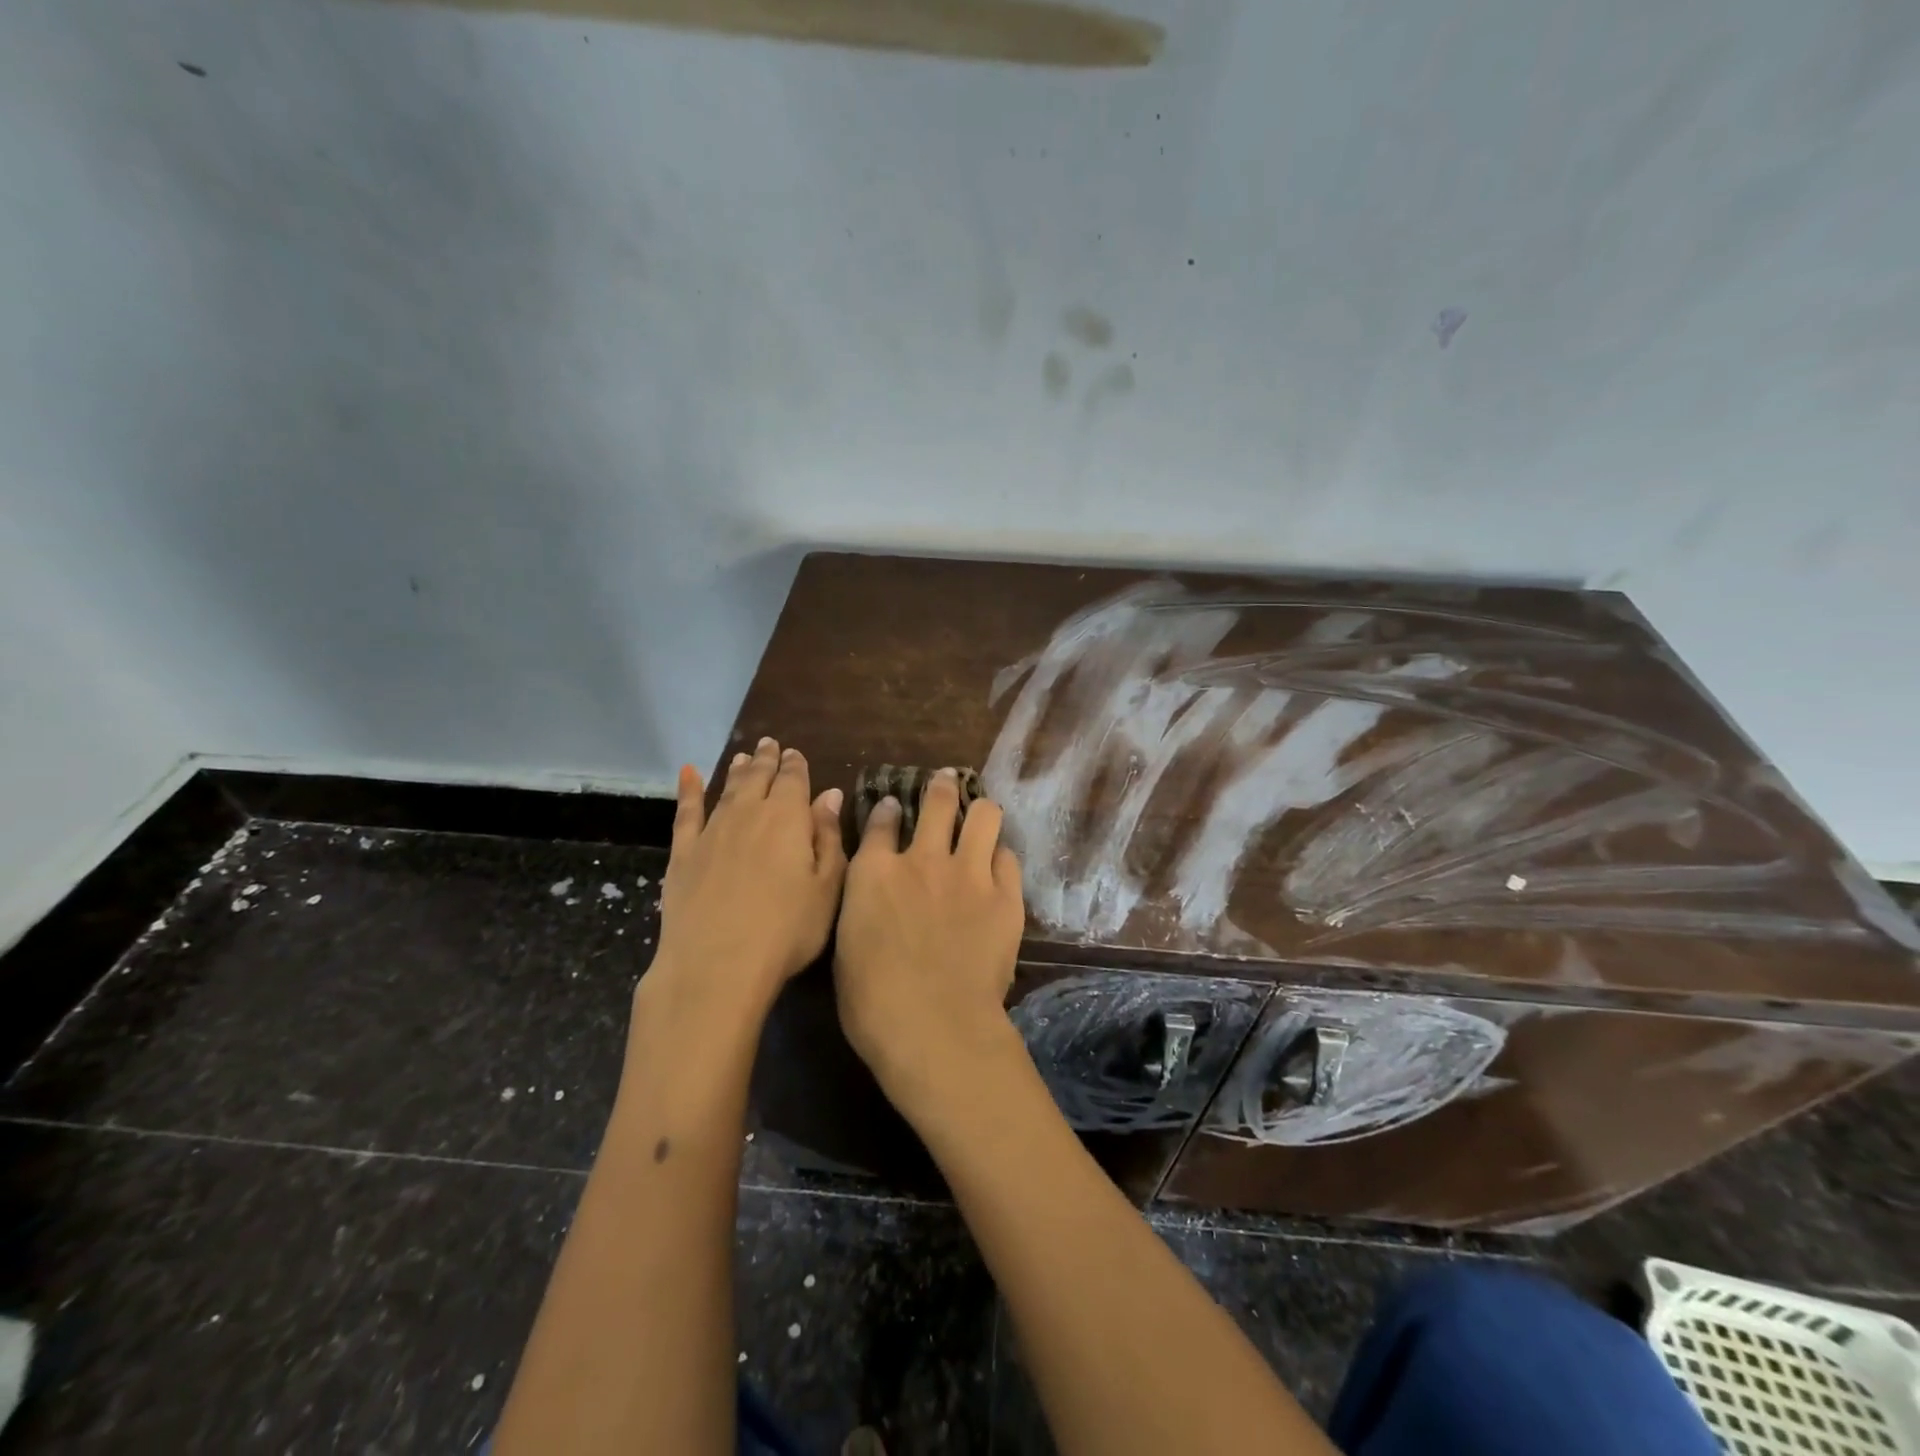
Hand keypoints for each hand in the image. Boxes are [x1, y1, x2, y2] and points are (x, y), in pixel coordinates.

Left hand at [644, 738, 846, 1030]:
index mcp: (788, 819)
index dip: (796, 765)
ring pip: (727, 789)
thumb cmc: (787, 930)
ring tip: (743, 756)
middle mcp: (749, 814)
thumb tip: (830, 795)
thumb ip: (829, 836)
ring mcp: (712, 832)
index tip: (796, 754)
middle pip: (759, 778)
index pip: (794, 780)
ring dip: (737, 771)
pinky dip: (688, 790)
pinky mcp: (683, 854)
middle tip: (770, 744)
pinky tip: (688, 773)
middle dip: (767, 760)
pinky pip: (686, 812)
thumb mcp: (827, 887)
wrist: (717, 965)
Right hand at [833, 768, 1025, 1118]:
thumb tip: (873, 890)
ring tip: (980, 817)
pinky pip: (1008, 858)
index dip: (888, 809)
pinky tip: (997, 868)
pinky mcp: (1005, 896)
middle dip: (941, 788)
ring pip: (984, 815)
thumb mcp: (847, 944)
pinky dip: (1000, 858)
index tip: (893, 805)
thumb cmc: (872, 1000)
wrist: (933, 1025)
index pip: (881, 821)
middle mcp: (922, 859)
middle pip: (937, 801)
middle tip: (946, 784)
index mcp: (874, 872)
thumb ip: (862, 904)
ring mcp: (968, 873)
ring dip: (980, 812)